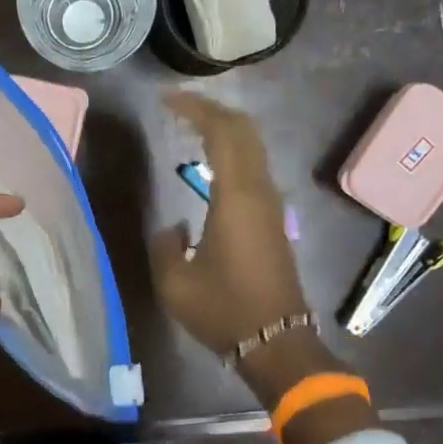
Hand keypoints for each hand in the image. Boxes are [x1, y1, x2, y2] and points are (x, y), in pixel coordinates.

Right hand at [151, 91, 309, 358]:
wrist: (276, 342)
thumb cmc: (223, 310)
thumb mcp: (175, 282)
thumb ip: (166, 244)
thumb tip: (174, 227)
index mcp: (236, 198)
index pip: (222, 132)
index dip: (196, 109)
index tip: (167, 101)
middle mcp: (259, 192)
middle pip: (244, 131)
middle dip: (213, 111)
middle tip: (179, 107)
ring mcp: (271, 205)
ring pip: (253, 148)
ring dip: (226, 130)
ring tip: (192, 128)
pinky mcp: (274, 219)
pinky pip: (254, 168)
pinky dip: (233, 151)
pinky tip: (212, 163)